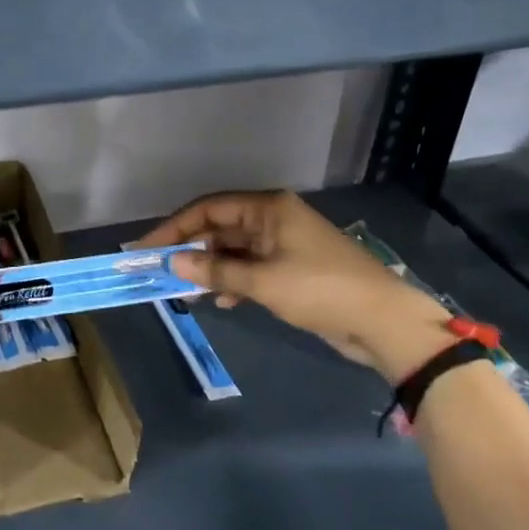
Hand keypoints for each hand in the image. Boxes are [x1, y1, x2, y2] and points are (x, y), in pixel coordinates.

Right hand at [136, 191, 452, 380]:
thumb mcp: (263, 282)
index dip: (174, 228)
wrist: (382, 320)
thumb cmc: (321, 290)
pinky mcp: (291, 268)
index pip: (209, 209)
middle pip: (219, 227)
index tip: (146, 249)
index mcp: (268, 208)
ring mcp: (283, 243)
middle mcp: (273, 219)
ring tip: (187, 291)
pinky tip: (222, 301)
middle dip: (191, 249)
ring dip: (211, 268)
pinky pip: (250, 268)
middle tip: (161, 272)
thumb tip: (173, 263)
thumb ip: (216, 271)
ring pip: (233, 250)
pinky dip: (233, 281)